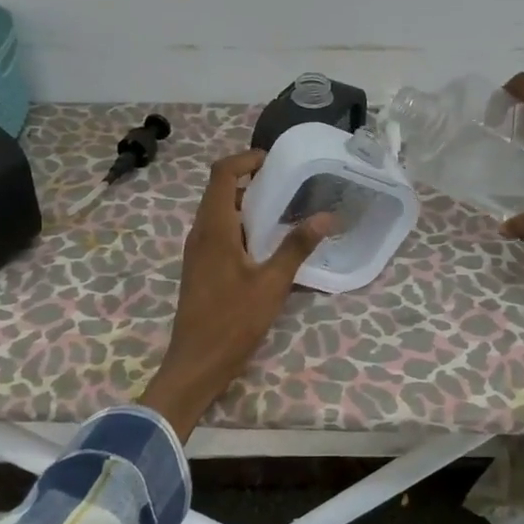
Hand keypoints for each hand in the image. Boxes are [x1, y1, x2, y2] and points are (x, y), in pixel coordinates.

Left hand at [140, 149, 334, 438]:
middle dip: (252, 180)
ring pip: (220, 212)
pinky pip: (220, 232)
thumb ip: (297, 247)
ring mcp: (197, 251)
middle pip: (220, 190)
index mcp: (214, 228)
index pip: (222, 173)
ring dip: (247, 205)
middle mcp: (200, 232)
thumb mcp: (272, 283)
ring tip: (284, 210)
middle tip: (289, 184)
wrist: (196, 364)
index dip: (245, 159)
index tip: (275, 160)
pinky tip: (267, 244)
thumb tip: (327, 217)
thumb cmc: (232, 321)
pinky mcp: (201, 267)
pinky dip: (242, 226)